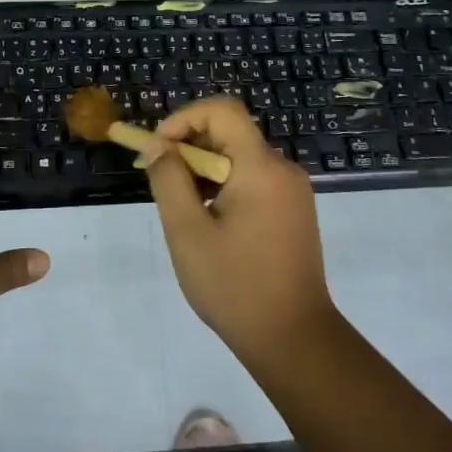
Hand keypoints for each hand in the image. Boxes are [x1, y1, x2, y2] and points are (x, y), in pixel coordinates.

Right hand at [139, 98, 338, 365]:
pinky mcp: (294, 211)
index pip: (222, 111)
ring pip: (240, 158)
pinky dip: (225, 186)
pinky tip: (208, 222)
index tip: (158, 149)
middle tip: (160, 180)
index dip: (184, 118)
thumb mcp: (187, 233)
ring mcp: (292, 191)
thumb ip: (168, 180)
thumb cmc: (235, 286)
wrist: (294, 340)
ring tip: (181, 208)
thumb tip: (156, 145)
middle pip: (230, 133)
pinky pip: (254, 179)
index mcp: (261, 167)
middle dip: (189, 147)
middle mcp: (283, 169)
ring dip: (204, 170)